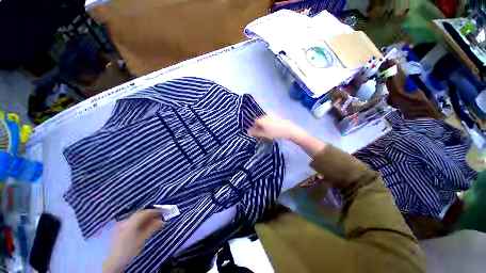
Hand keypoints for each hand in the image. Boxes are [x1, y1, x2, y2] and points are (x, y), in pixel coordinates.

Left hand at [103, 210, 164, 272]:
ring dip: (143, 220)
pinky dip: (138, 224)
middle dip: (148, 216)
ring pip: (134, 220)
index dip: (152, 211)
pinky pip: (130, 223)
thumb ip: (149, 229)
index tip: (161, 211)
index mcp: (129, 224)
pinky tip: (142, 228)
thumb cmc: (128, 251)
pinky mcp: (118, 229)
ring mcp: (120, 225)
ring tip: (153, 223)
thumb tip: (160, 221)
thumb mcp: (140, 241)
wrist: (114, 258)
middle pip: (137, 216)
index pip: (142, 214)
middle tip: (159, 217)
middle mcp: (123, 221)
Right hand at [249, 116, 325, 156]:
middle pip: (259, 122)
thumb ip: (255, 132)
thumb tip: (248, 131)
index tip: (256, 136)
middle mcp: (265, 116)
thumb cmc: (275, 132)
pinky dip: (269, 128)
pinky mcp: (277, 119)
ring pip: (265, 123)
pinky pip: (270, 123)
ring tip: (267, 135)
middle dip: (259, 128)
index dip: (254, 129)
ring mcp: (272, 117)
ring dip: (264, 128)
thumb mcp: (264, 134)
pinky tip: (273, 133)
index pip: (254, 123)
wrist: (289, 130)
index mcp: (261, 119)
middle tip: (261, 136)